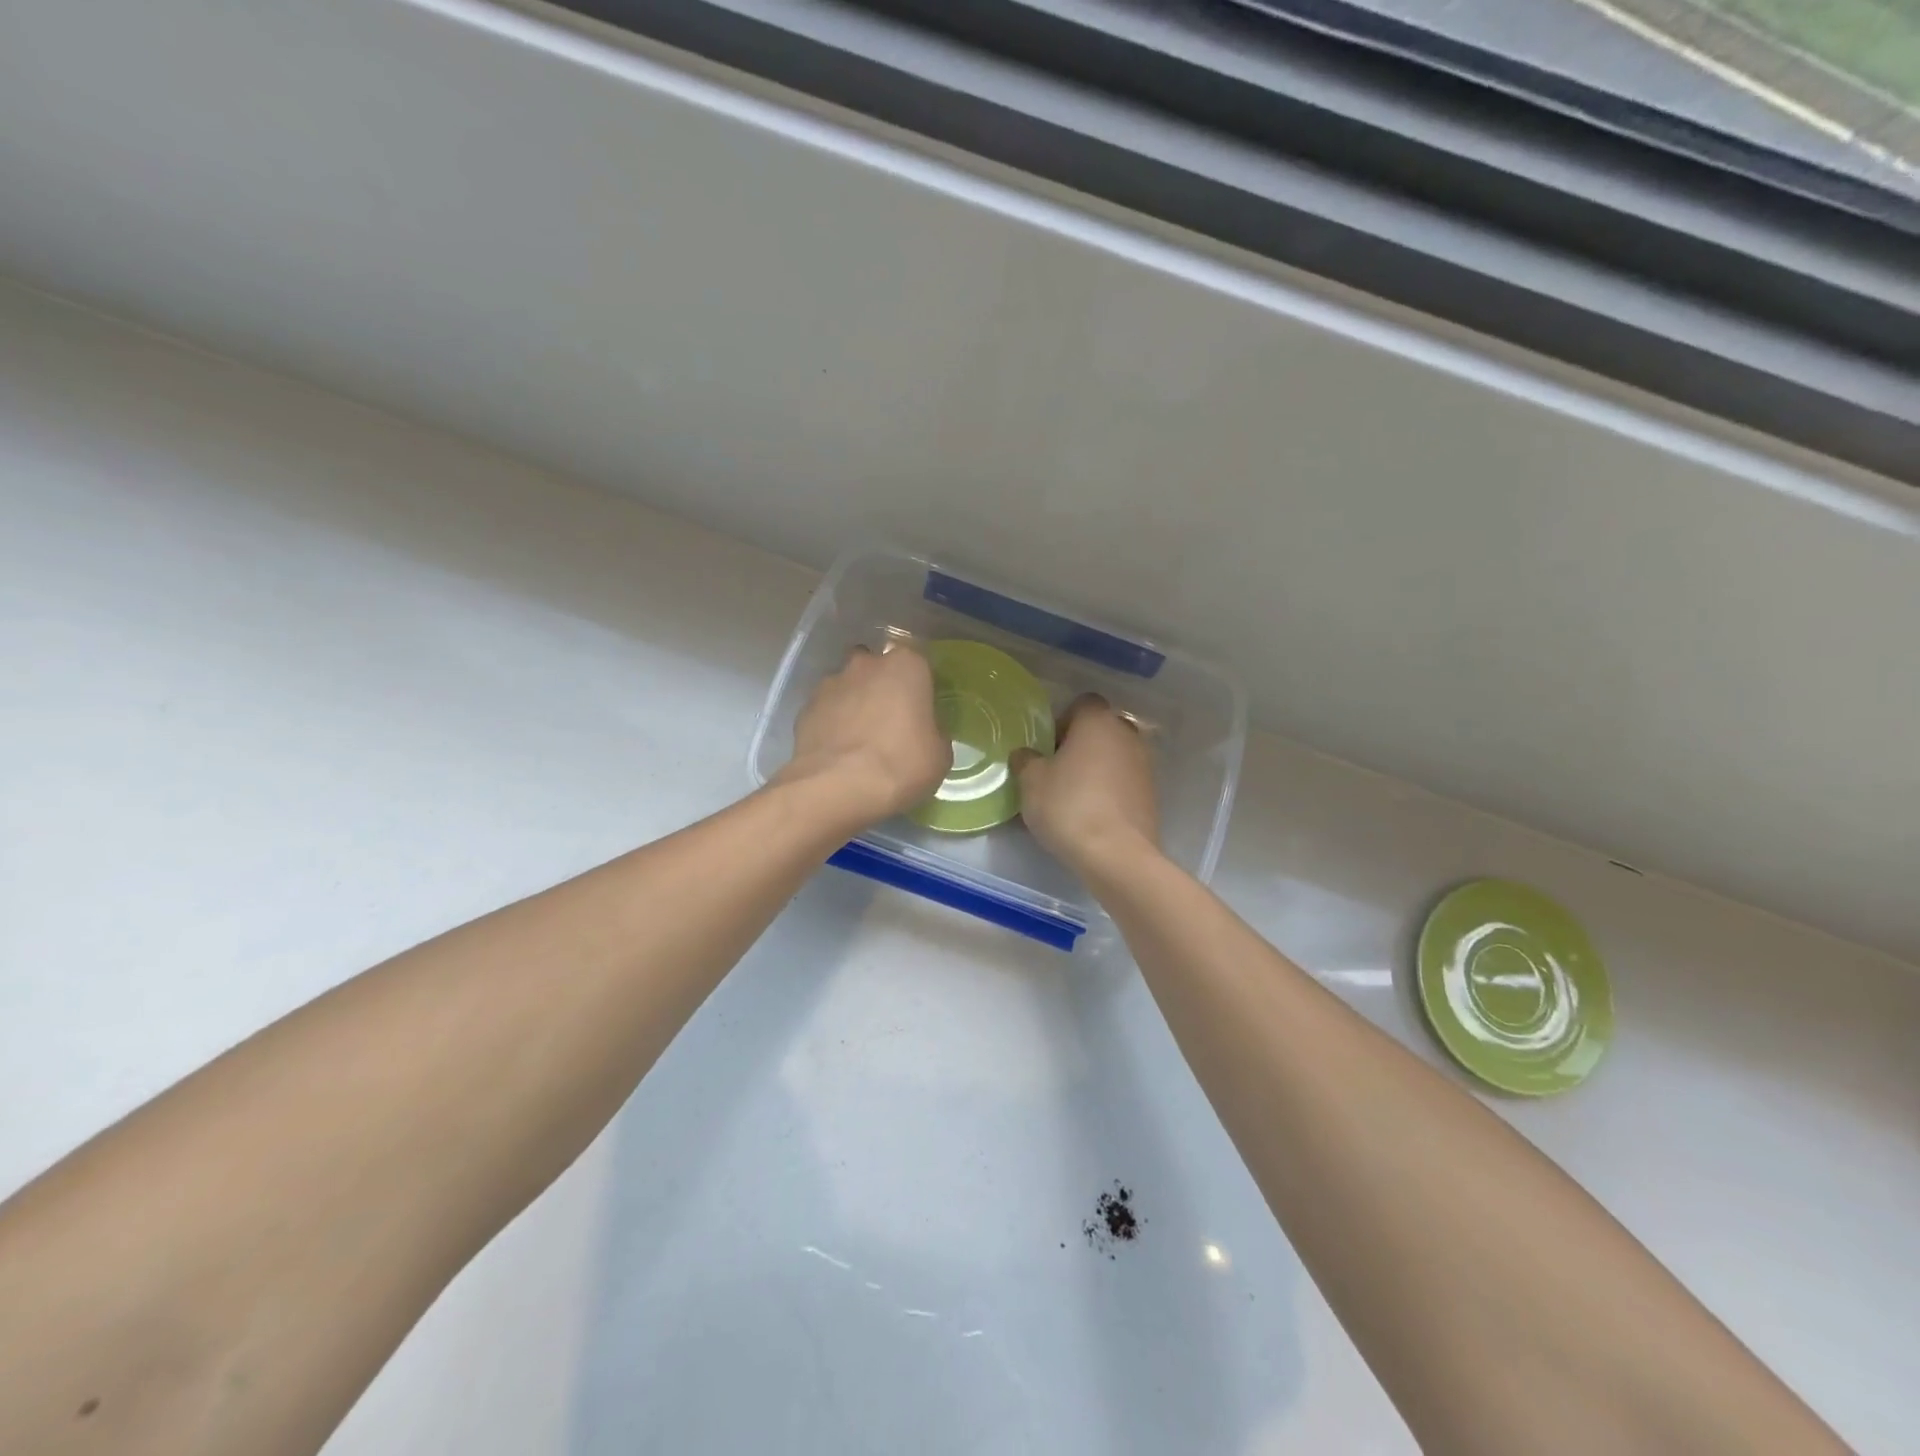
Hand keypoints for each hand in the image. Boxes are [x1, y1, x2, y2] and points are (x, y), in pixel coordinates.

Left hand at [775, 644, 949, 828]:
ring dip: (854, 703)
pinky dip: (832, 723)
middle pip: (877, 666)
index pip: (918, 662)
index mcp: (906, 666)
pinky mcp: (805, 708)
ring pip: (848, 685)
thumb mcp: (939, 755)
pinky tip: (838, 750)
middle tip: (890, 720)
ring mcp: (831, 683)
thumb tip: (924, 731)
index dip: (920, 685)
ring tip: (860, 739)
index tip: (921, 708)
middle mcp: (866, 664)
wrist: (837, 787)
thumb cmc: (900, 765)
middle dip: (882, 686)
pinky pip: (826, 710)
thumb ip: (934, 732)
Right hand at [1012, 695, 1159, 875]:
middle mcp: (1127, 735)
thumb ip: (1025, 760)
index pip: (1081, 704)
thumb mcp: (1031, 781)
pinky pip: (1124, 782)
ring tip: (1073, 796)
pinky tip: (1092, 815)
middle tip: (1057, 771)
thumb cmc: (1069, 806)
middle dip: (1080, 745)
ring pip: (1114, 756)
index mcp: (1098, 721)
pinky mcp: (1151, 795)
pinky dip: (1109, 791)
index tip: (1048, 747)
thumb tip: (1026, 755)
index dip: (1062, 721)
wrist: (1116, 854)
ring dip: (1096, 768)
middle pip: (1100, 729)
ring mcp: (1144, 765)